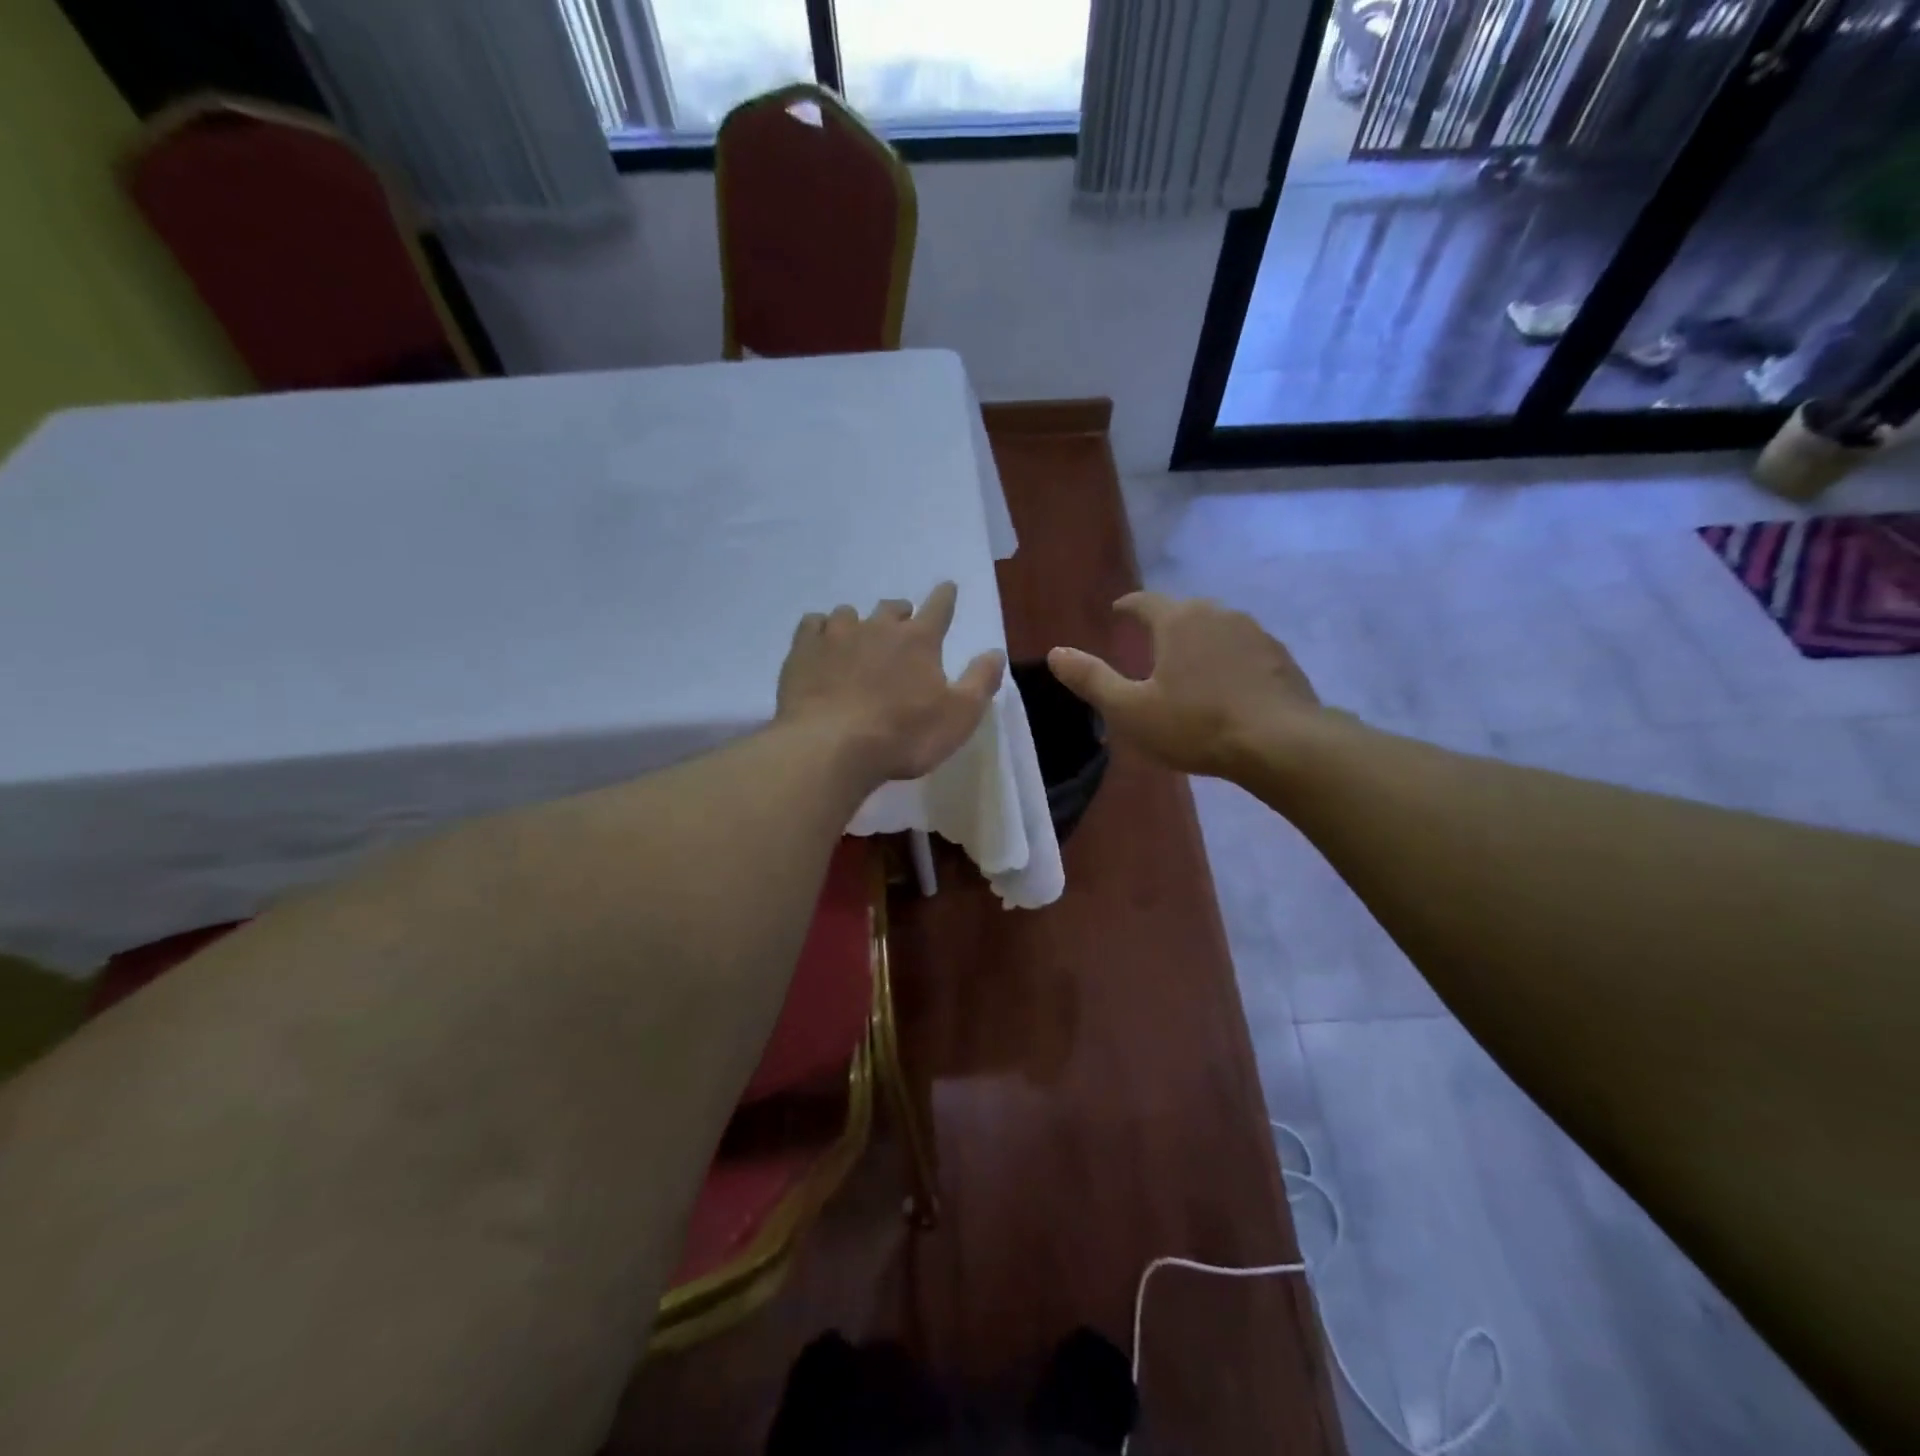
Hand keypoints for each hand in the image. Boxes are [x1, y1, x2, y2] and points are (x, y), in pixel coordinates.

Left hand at [777, 581, 1006, 781]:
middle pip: (892, 608)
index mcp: (919, 640)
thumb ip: (980, 681)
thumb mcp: (959, 716)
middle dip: (901, 614)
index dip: (946, 596)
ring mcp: (836, 635)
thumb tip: (995, 651)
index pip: (939, 607)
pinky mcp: (802, 651)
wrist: (831, 747)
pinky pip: (813, 624)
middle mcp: (878, 627)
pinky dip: (821, 630)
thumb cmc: (904, 735)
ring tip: (858, 640)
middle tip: (902, 627)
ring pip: (849, 613)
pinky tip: (821, 644)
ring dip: (858, 623)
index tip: (947, 588)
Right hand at [1047, 593, 1321, 777]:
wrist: (1282, 743)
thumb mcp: (1130, 710)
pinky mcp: (1280, 657)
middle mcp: (1217, 614)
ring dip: (1199, 643)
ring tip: (1189, 668)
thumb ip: (1092, 680)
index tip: (1118, 612)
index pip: (1145, 602)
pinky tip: (1228, 686)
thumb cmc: (1196, 725)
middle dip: (1164, 625)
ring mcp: (1255, 633)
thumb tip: (1055, 653)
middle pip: (1183, 612)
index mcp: (1178, 621)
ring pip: (1216, 630)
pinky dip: (1228, 661)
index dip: (1128, 607)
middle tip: (1150, 645)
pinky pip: (1243, 651)